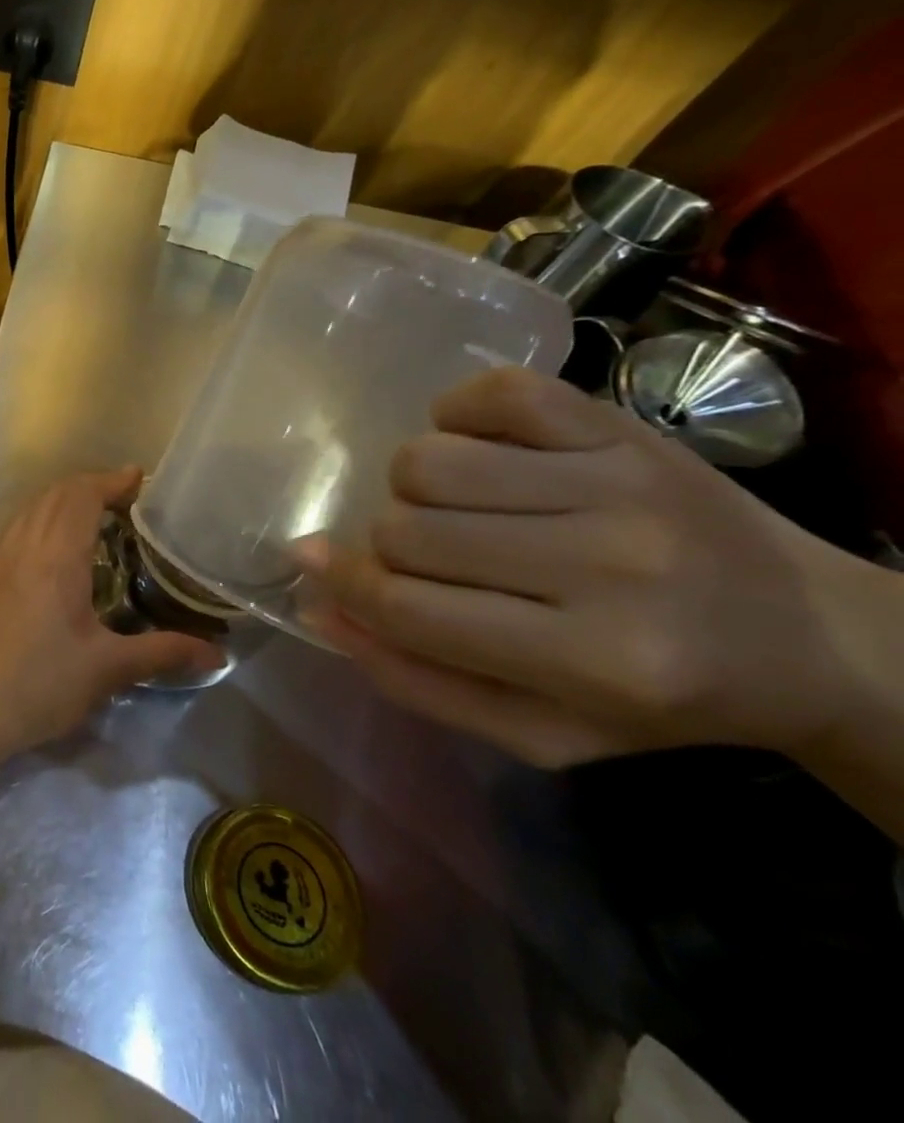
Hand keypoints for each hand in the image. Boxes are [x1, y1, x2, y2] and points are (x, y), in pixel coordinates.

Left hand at [0, 469, 224, 765]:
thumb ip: (163, 653)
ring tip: (88, 522)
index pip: (82, 495)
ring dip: (59, 503)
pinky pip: (8, 532)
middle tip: (122, 502)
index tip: (138, 479)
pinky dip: (33, 524)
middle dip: (89, 487)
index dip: (111, 481)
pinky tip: (42, 554)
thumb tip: (217, 654)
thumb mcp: (107, 670)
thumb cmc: (39, 684)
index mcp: (55, 555)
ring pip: (27, 511)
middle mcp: (20, 544)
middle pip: (54, 495)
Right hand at [297, 367, 879, 768]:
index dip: (342, 583)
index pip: (406, 606)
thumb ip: (415, 679)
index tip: (314, 564)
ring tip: (454, 506)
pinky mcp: (621, 426)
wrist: (811, 635)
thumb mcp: (539, 731)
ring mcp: (618, 482)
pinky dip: (455, 415)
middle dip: (387, 545)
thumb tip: (318, 603)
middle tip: (425, 557)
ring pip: (427, 461)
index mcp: (595, 662)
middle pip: (406, 528)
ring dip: (414, 487)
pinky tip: (478, 448)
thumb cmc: (659, 697)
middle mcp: (610, 565)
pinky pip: (488, 395)